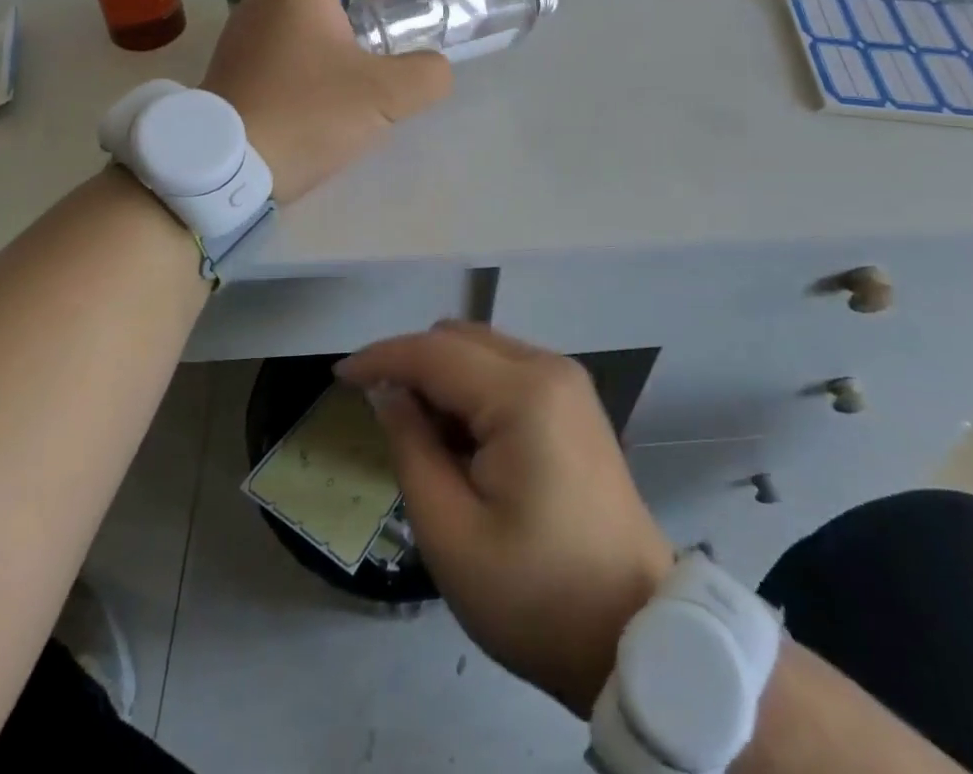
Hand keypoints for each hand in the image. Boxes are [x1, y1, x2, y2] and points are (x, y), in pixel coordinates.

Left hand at [200, 0, 452, 202]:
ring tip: (354, 72)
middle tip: (377, 37)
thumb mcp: (387, 96)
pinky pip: (279, 35)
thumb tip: (433, 68)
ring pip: (297, 3)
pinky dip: (308, 50)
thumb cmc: (306, 114)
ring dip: (333, 25)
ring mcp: (242, 29)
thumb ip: (427, 73)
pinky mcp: (234, 62)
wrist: (223, 167)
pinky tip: (322, 96)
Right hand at [337, 322, 673, 717]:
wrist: (634, 633)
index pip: (433, 353)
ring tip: (426, 442)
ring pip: (482, 351)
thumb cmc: (536, 596)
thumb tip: (389, 394)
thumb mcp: (450, 534)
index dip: (380, 358)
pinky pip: (507, 372)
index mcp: (523, 395)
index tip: (338, 377)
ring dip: (443, 379)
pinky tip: (465, 443)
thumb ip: (411, 448)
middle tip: (384, 420)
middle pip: (459, 339)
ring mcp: (568, 383)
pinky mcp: (574, 402)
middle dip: (413, 366)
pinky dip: (473, 391)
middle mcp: (550, 368)